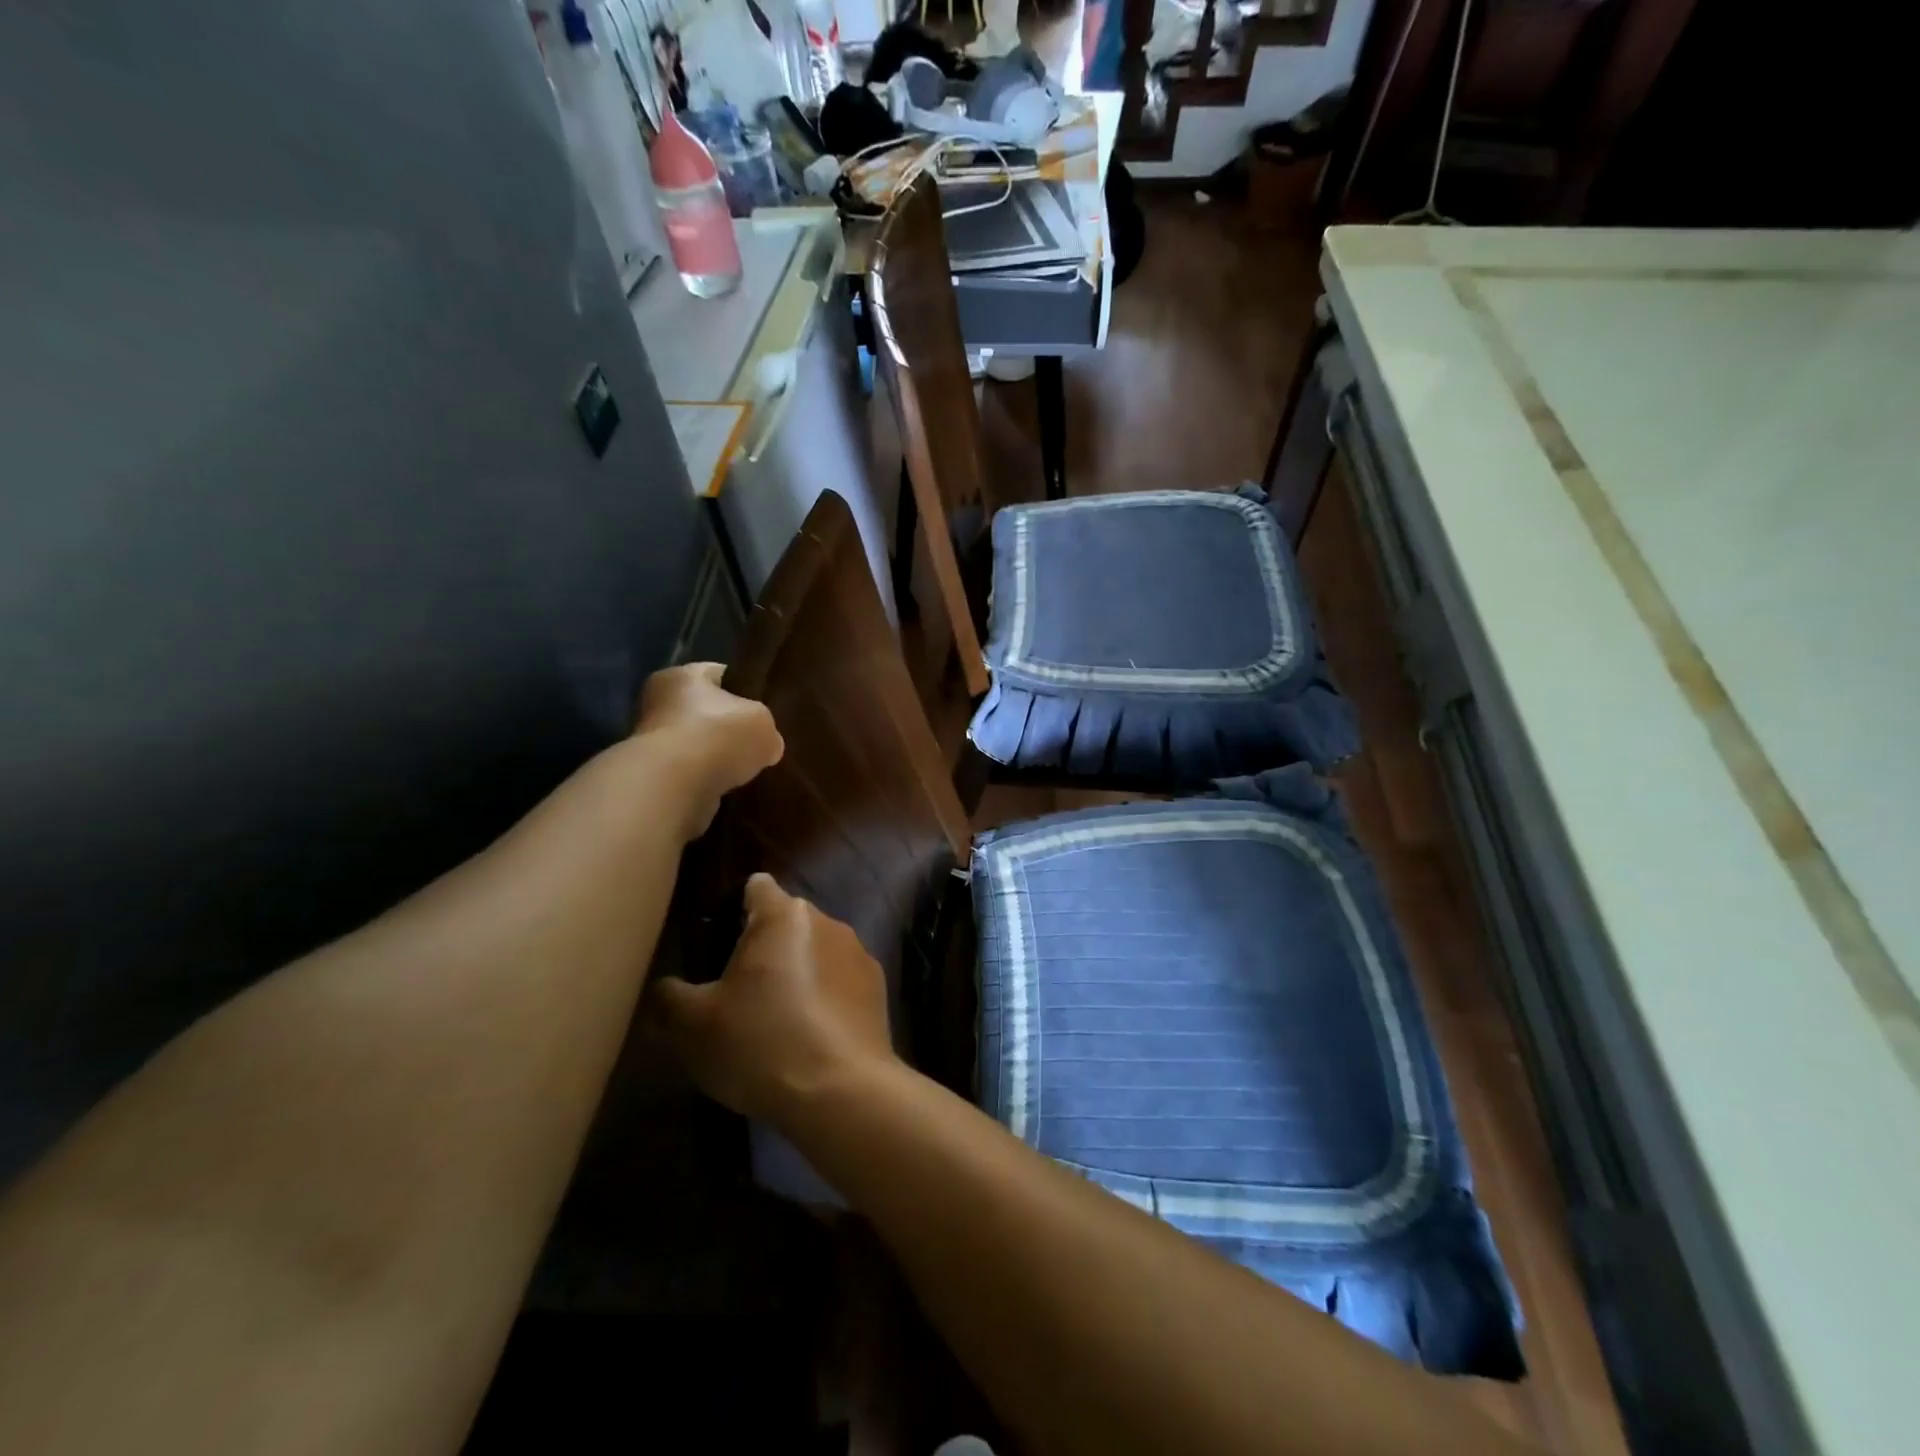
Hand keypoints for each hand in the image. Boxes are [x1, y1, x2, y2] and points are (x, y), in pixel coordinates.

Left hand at [633, 663, 782, 840]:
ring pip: (697, 745)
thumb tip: (768, 746)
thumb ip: (766, 728)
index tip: (765, 708)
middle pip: (705, 711)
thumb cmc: (719, 736)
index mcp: (682, 675)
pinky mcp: (654, 777)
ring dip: (716, 758)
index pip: (719, 674)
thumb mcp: (763, 723)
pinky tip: (728, 789)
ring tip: (746, 770)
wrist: (677, 786)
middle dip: (729, 728)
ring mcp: (652, 742)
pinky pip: (690, 774)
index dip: (745, 689)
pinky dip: (707, 780)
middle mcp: (659, 702)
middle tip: (758, 743)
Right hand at [652, 874, 897, 1126]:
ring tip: (775, 1020)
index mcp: (783, 915)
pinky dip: (825, 997)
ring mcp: (859, 954)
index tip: (718, 940)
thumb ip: (670, 997)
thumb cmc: (760, 1043)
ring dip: (798, 972)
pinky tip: (810, 1037)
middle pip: (787, 922)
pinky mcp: (879, 988)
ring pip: (817, 951)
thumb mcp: (694, 1025)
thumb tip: (665, 990)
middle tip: (737, 990)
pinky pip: (841, 981)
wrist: (840, 1091)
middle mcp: (827, 921)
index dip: (734, 908)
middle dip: (764, 947)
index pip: (756, 887)